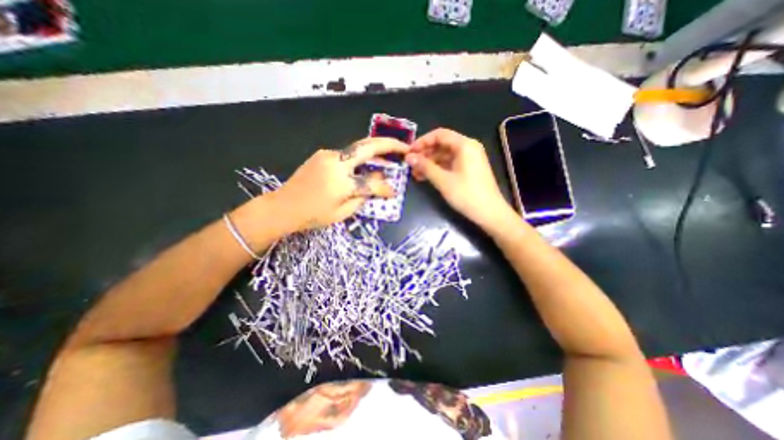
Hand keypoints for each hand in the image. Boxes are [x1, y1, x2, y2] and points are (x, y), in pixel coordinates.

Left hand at [271, 138, 410, 233]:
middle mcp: (336, 163)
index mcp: (342, 183)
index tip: (393, 192)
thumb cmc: (313, 216)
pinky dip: (360, 158)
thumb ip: (362, 198)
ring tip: (389, 156)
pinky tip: (365, 164)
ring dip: (375, 150)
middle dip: (389, 144)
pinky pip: (347, 154)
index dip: (385, 188)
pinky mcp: (323, 154)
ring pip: (358, 148)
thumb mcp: (342, 213)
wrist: (283, 206)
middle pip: (368, 147)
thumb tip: (376, 185)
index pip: (372, 183)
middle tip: (404, 147)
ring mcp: (328, 155)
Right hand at [408, 127, 512, 226]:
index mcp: (464, 145)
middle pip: (442, 144)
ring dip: (430, 163)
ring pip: (445, 155)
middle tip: (410, 165)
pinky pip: (450, 164)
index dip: (422, 142)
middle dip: (425, 154)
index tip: (409, 152)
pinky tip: (426, 177)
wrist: (490, 213)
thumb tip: (408, 157)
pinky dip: (438, 169)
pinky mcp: (469, 169)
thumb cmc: (466, 195)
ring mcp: (469, 159)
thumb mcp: (443, 180)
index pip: (439, 135)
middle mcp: (468, 147)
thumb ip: (425, 166)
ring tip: (415, 174)